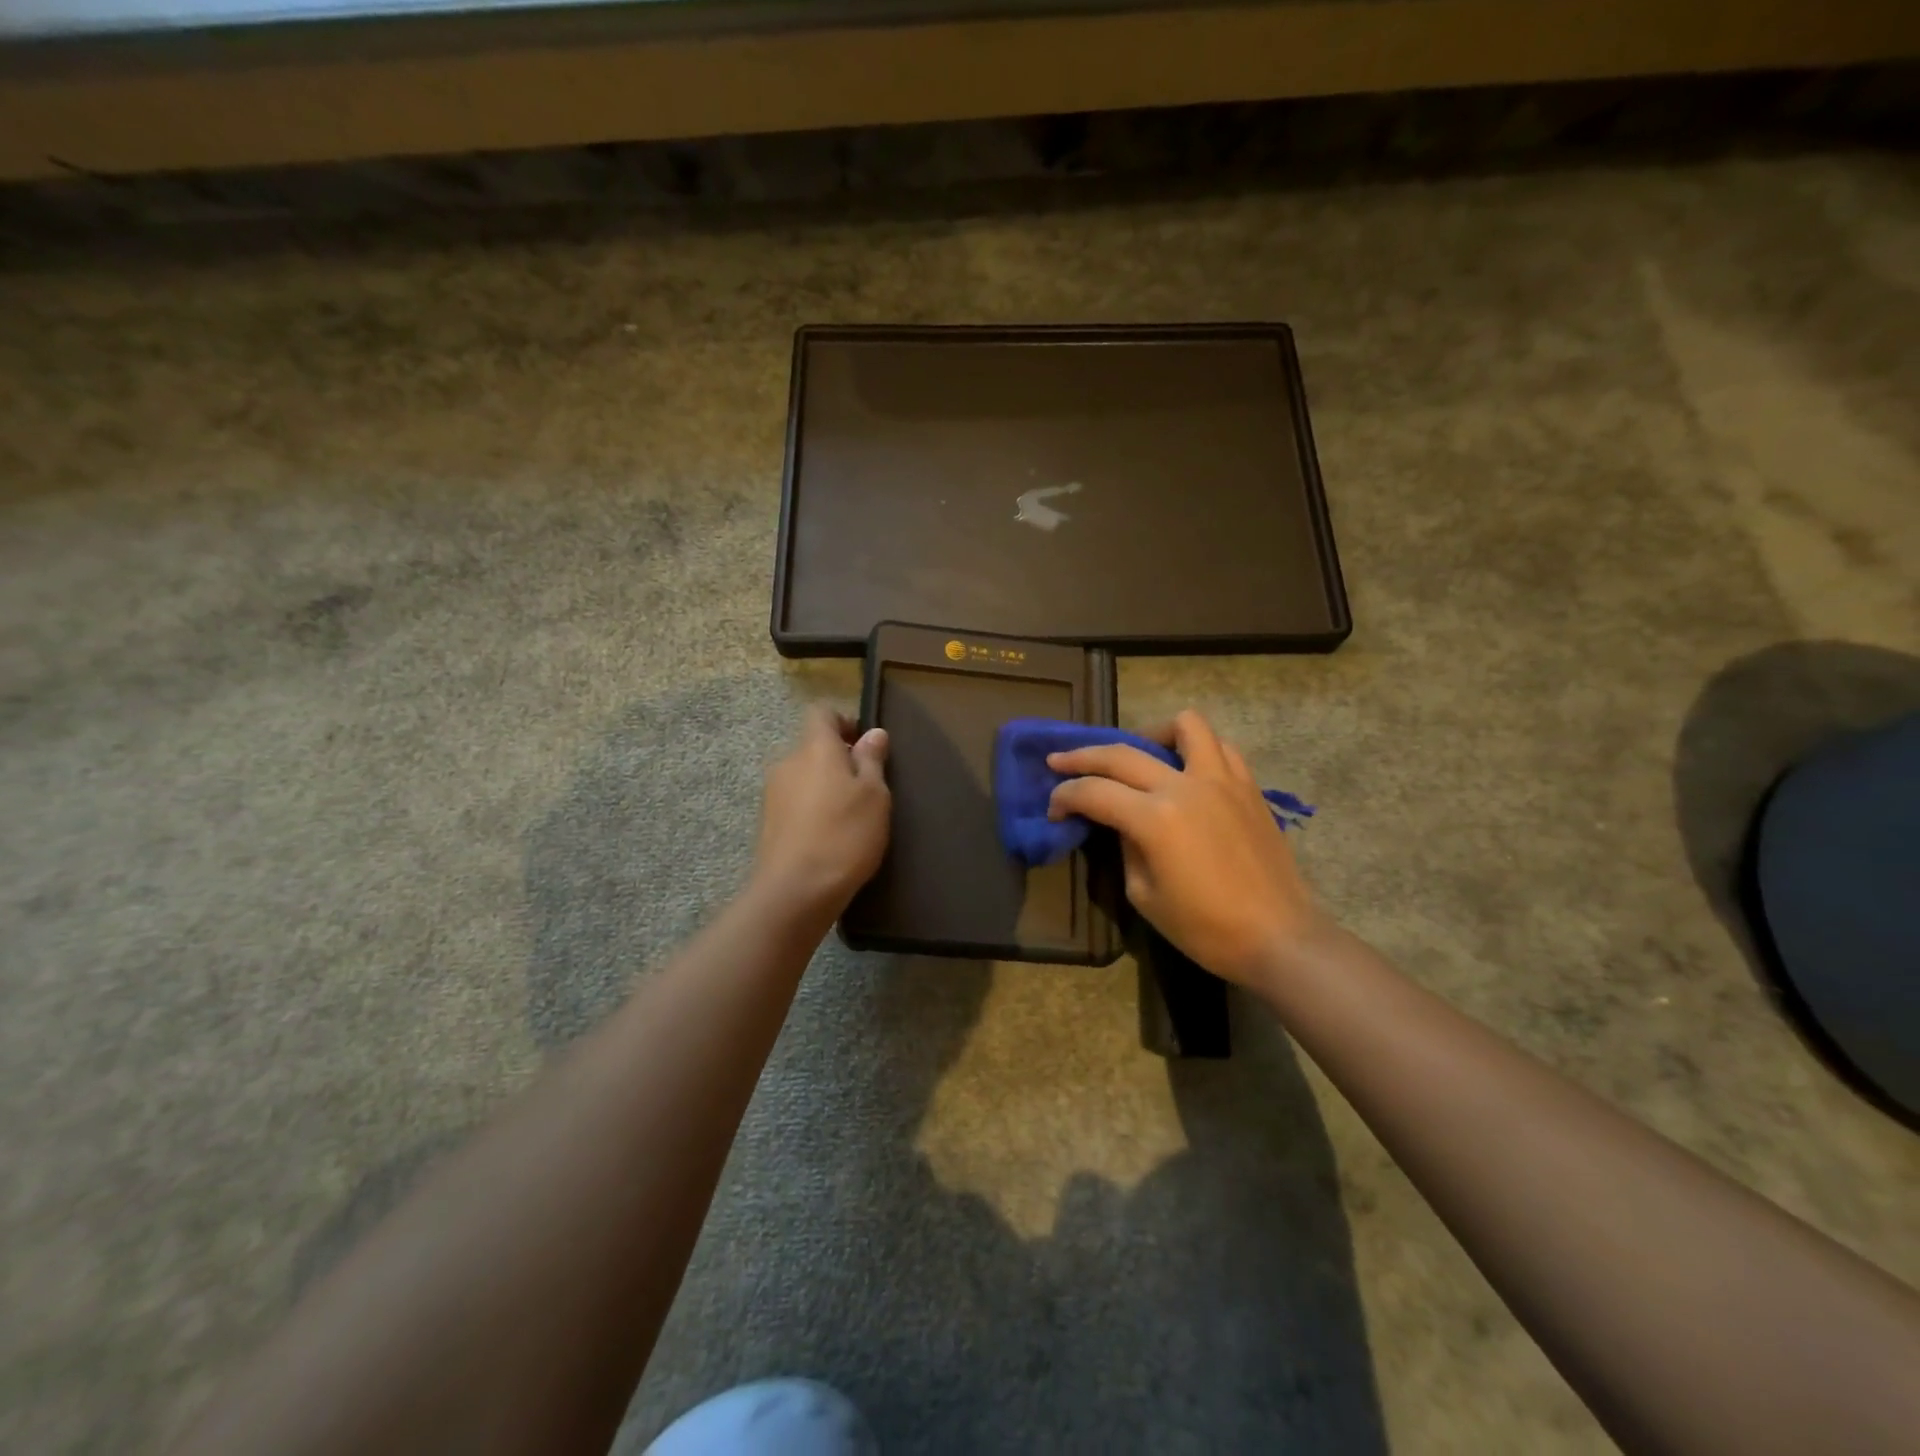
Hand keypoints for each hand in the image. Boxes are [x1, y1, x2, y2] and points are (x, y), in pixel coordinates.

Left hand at [751, 705, 890, 916]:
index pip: (822, 713)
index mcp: (814, 747)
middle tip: (865, 787)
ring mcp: (772, 793)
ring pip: (803, 776)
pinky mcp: (767, 822)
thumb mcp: (875, 796)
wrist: (795, 891)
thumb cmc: (845, 835)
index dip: (844, 722)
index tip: (866, 746)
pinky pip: (795, 802)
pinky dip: (812, 810)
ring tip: (849, 816)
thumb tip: (873, 733)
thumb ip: (872, 760)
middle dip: (837, 759)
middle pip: (812, 746)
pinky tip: (830, 836)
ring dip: (824, 786)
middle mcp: (787, 762)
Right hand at [1046, 710, 1330, 988]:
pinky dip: (1196, 749)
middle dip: (1081, 757)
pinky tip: (1186, 772)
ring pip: (1184, 726)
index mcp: (1154, 818)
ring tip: (1140, 755)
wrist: (1279, 938)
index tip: (1053, 809)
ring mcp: (1222, 780)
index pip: (1093, 792)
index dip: (1064, 797)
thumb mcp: (1144, 895)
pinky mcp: (1248, 787)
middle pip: (1121, 753)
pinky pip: (1220, 748)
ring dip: (1151, 734)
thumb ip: (1126, 848)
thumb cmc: (1206, 929)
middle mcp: (1185, 786)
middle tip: (1060, 762)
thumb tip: (1122, 823)